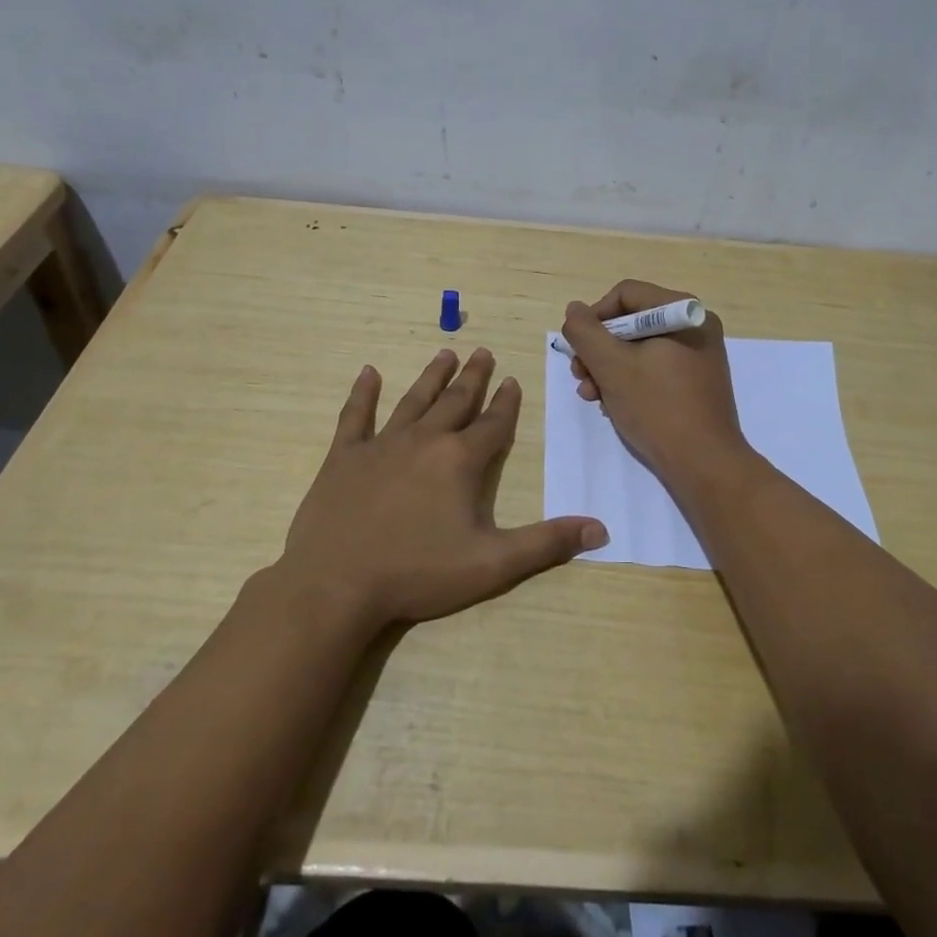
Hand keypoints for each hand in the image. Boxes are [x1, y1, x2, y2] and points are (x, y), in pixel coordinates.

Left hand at [274, 348, 608, 629]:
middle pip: (455, 401)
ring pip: (413, 400)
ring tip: (446, 353)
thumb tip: (601, 530)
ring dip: (432, 377)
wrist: (336, 584)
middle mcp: (424, 441)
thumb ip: (546, 543)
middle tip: (483, 352)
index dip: (506, 403)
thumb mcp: (492, 564)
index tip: (512, 380)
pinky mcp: (344, 457)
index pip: (492, 424)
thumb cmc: (418, 573)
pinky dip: (363, 393)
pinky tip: (368, 372)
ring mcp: (381, 445)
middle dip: (473, 378)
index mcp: (460, 461)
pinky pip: (355, 416)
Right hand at [561, 280, 750, 489]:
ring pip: (639, 348)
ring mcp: (699, 356)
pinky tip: (614, 406)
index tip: (579, 350)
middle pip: (631, 322)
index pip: (625, 295)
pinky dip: (630, 382)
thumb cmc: (657, 407)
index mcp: (682, 312)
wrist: (704, 464)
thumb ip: (585, 332)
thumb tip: (575, 310)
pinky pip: (655, 368)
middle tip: (581, 378)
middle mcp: (695, 326)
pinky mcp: (697, 382)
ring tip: (593, 397)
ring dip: (609, 369)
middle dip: (599, 350)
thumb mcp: (611, 366)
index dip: (594, 318)